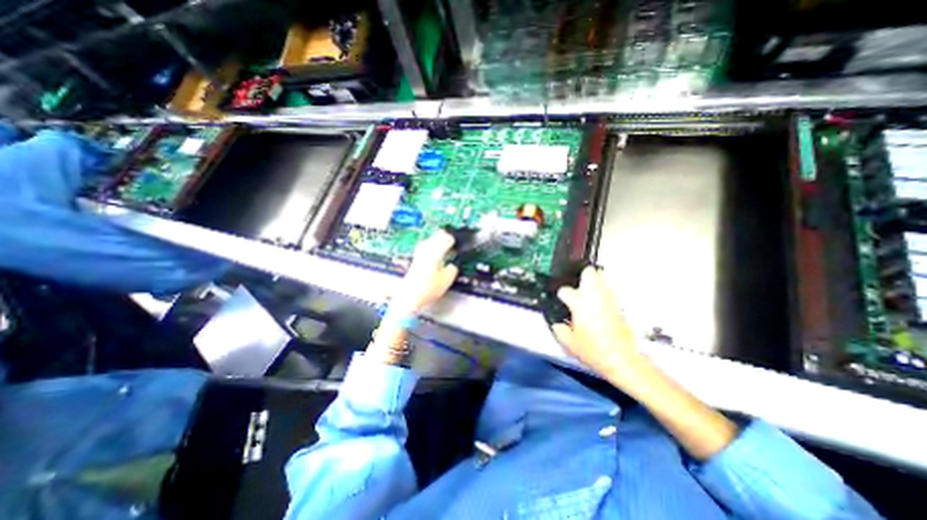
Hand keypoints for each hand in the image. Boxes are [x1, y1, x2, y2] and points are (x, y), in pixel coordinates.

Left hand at [391, 229, 459, 313]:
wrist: (410, 296)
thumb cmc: (429, 288)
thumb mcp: (447, 280)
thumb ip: (452, 269)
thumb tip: (452, 265)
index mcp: (435, 251)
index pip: (446, 237)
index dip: (454, 239)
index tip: (459, 243)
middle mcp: (426, 248)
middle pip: (437, 235)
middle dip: (446, 237)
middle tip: (453, 244)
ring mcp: (419, 252)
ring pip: (431, 239)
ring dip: (438, 241)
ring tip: (445, 249)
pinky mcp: (415, 258)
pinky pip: (426, 246)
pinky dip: (432, 247)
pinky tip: (435, 255)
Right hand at [552, 268, 645, 389]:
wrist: (623, 359)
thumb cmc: (592, 350)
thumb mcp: (569, 343)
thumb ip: (559, 330)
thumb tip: (558, 324)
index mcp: (579, 303)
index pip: (565, 291)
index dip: (561, 296)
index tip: (561, 302)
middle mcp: (594, 296)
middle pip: (589, 272)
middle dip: (583, 275)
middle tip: (578, 285)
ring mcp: (609, 299)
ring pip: (602, 279)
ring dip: (594, 283)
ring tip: (589, 294)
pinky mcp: (619, 306)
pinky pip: (610, 292)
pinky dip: (603, 294)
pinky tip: (599, 305)